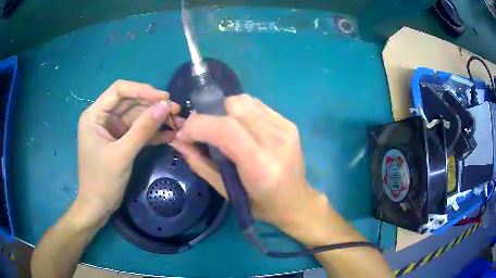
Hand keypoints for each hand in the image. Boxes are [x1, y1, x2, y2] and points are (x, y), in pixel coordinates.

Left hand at [76, 80, 179, 221]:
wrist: (98, 207)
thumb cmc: (102, 181)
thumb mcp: (122, 154)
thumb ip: (143, 129)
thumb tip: (165, 106)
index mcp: (95, 115)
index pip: (119, 91)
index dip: (142, 90)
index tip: (164, 97)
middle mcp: (103, 117)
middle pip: (130, 102)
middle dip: (152, 105)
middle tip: (175, 110)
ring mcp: (112, 129)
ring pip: (136, 116)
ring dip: (155, 119)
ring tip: (177, 122)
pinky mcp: (120, 141)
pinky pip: (137, 131)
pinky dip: (152, 133)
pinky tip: (169, 135)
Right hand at [170, 94, 328, 236]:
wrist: (296, 201)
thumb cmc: (260, 204)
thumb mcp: (226, 192)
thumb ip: (199, 163)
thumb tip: (177, 141)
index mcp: (260, 165)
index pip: (225, 129)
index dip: (198, 125)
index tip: (184, 133)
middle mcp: (276, 141)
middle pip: (235, 106)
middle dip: (209, 114)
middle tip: (202, 131)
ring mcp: (285, 129)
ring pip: (245, 100)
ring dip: (224, 110)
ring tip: (221, 128)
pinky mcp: (289, 123)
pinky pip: (257, 104)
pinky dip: (241, 111)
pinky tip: (241, 127)